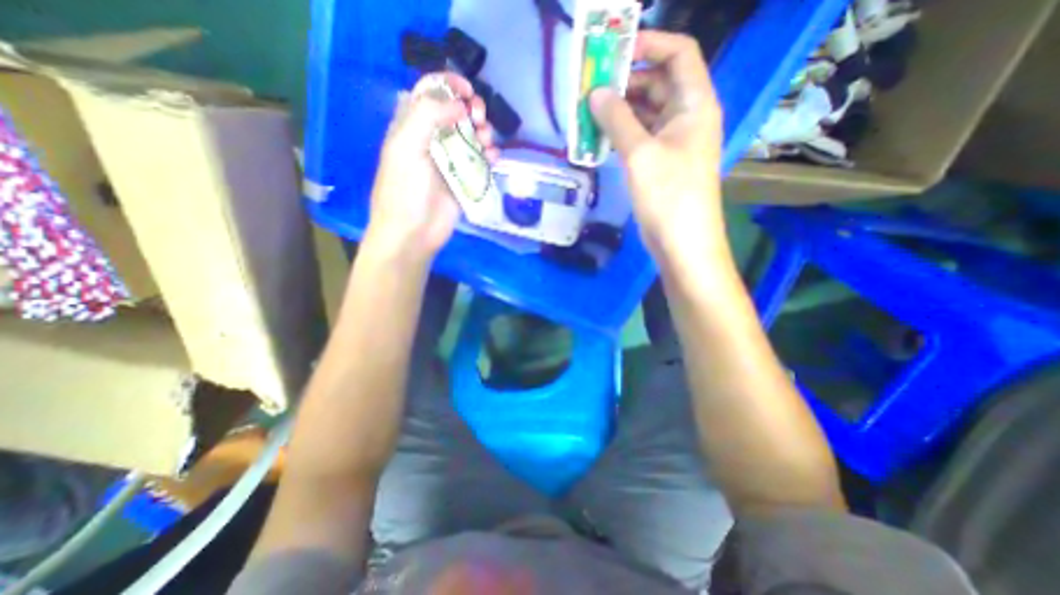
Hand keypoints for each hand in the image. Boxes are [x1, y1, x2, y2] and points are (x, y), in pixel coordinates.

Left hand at [365, 73, 497, 262]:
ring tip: (487, 141)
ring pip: (472, 136)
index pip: (430, 92)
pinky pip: (481, 161)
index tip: (468, 92)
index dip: (449, 85)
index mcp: (411, 125)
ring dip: (484, 132)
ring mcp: (450, 160)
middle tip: (479, 119)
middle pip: (456, 112)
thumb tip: (460, 106)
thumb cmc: (404, 191)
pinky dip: (490, 156)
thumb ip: (428, 117)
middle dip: (471, 109)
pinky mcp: (464, 179)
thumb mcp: (406, 147)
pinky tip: (493, 158)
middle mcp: (432, 139)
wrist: (413, 233)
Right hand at [589, 29, 729, 259]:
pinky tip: (600, 136)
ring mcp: (674, 142)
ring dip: (620, 109)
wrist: (681, 242)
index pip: (678, 53)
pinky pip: (641, 136)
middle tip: (591, 86)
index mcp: (695, 104)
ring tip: (589, 111)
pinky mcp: (661, 162)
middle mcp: (688, 117)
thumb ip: (617, 119)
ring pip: (647, 112)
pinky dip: (622, 133)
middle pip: (658, 82)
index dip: (648, 44)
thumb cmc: (668, 195)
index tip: (613, 51)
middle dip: (626, 80)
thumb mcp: (640, 154)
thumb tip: (595, 93)